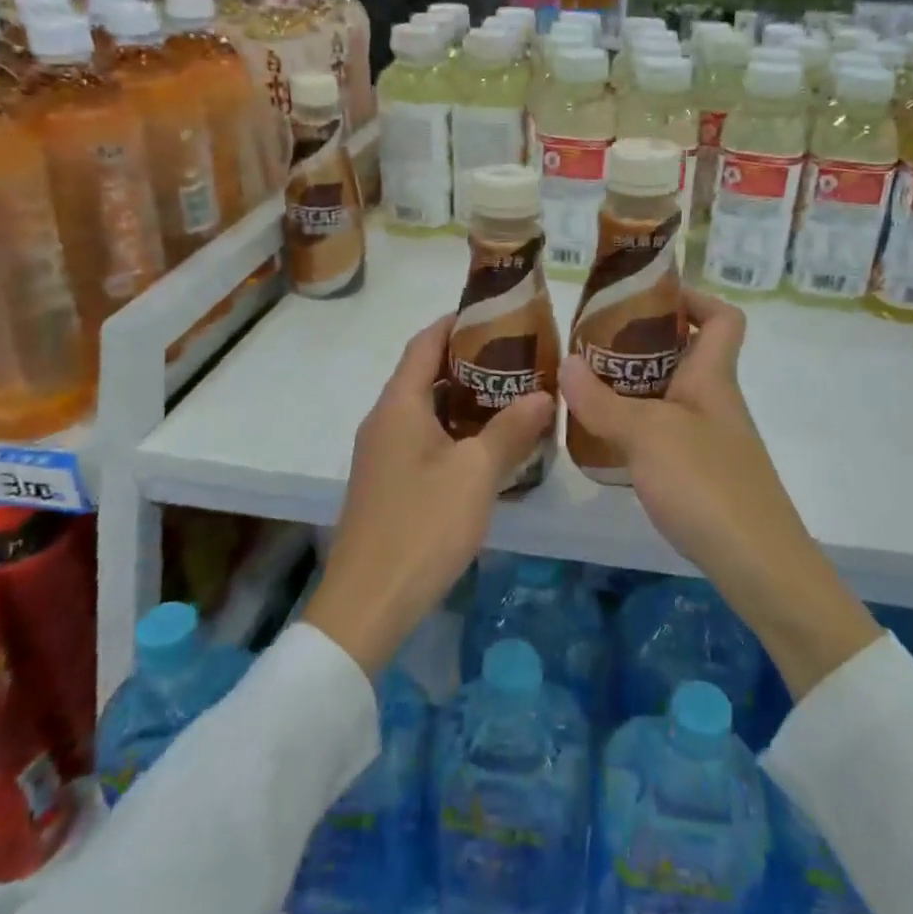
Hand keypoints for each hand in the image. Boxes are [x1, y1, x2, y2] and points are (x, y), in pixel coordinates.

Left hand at [306, 315, 554, 678]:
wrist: (368, 603)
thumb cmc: (422, 526)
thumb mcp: (476, 474)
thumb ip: (511, 430)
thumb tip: (544, 394)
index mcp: (399, 406)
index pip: (425, 343)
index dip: (456, 321)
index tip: (495, 310)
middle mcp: (384, 421)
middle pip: (424, 373)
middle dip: (468, 359)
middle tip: (517, 354)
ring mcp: (383, 454)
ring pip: (426, 409)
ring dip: (464, 397)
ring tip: (512, 392)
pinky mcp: (389, 482)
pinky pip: (424, 438)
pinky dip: (455, 428)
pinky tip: (489, 443)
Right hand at [561, 288, 878, 698]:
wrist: (758, 564)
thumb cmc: (707, 484)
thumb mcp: (648, 435)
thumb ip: (603, 401)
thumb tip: (566, 363)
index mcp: (712, 378)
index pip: (723, 318)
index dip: (693, 298)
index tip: (647, 297)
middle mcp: (715, 402)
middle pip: (686, 354)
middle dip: (642, 343)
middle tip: (592, 345)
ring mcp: (710, 440)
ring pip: (670, 396)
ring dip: (632, 387)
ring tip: (584, 388)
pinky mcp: (700, 475)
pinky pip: (664, 434)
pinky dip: (635, 428)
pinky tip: (603, 440)